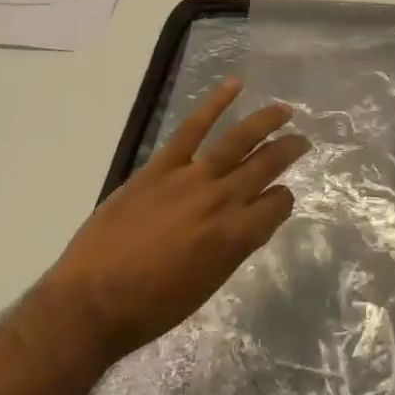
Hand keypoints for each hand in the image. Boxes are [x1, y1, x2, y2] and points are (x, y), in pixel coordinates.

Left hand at [44, 78, 307, 365]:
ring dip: (266, 121)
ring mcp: (191, 178)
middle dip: (289, 150)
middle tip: (303, 141)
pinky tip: (234, 86)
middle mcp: (222, 201)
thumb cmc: (151, 308)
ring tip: (285, 110)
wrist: (90, 302)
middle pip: (267, 166)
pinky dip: (215, 103)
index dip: (283, 201)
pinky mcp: (161, 166)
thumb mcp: (207, 285)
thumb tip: (248, 222)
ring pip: (239, 140)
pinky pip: (193, 127)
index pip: (277, 205)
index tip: (278, 200)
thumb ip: (233, 249)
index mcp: (236, 236)